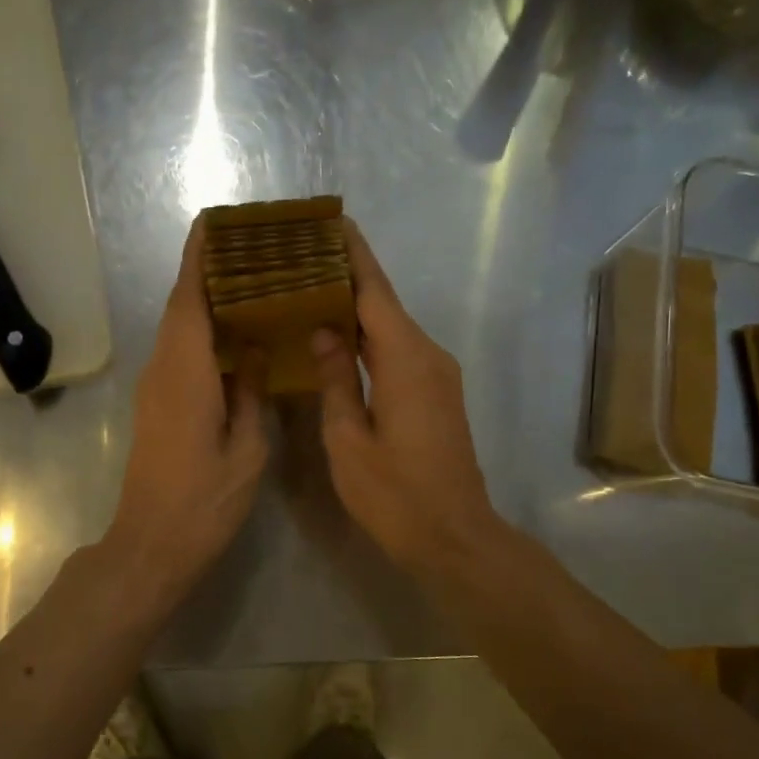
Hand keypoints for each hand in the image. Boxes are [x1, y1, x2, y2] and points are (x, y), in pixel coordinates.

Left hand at [102, 218, 268, 611]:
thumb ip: (249, 395)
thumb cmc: (204, 501)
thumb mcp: (245, 450)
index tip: (213, 225)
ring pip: (179, 330)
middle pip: (181, 308)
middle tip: (249, 250)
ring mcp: (155, 389)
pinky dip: (202, 334)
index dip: (199, 260)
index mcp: (186, 374)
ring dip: (205, 303)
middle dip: (206, 273)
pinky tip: (234, 338)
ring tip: (249, 284)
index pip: (189, 300)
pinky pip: (180, 354)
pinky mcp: (156, 406)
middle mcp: (163, 371)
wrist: (151, 544)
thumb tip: (250, 352)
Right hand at [312, 223, 506, 576]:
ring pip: (392, 328)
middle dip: (348, 276)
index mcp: (405, 359)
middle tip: (304, 256)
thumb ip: (336, 379)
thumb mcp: (349, 439)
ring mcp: (437, 375)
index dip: (352, 254)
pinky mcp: (437, 394)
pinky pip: (398, 351)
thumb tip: (325, 330)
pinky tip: (339, 337)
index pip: (374, 291)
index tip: (330, 221)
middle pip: (384, 303)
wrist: (455, 537)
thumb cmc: (395, 495)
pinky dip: (369, 337)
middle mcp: (428, 355)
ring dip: (357, 307)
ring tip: (312, 288)